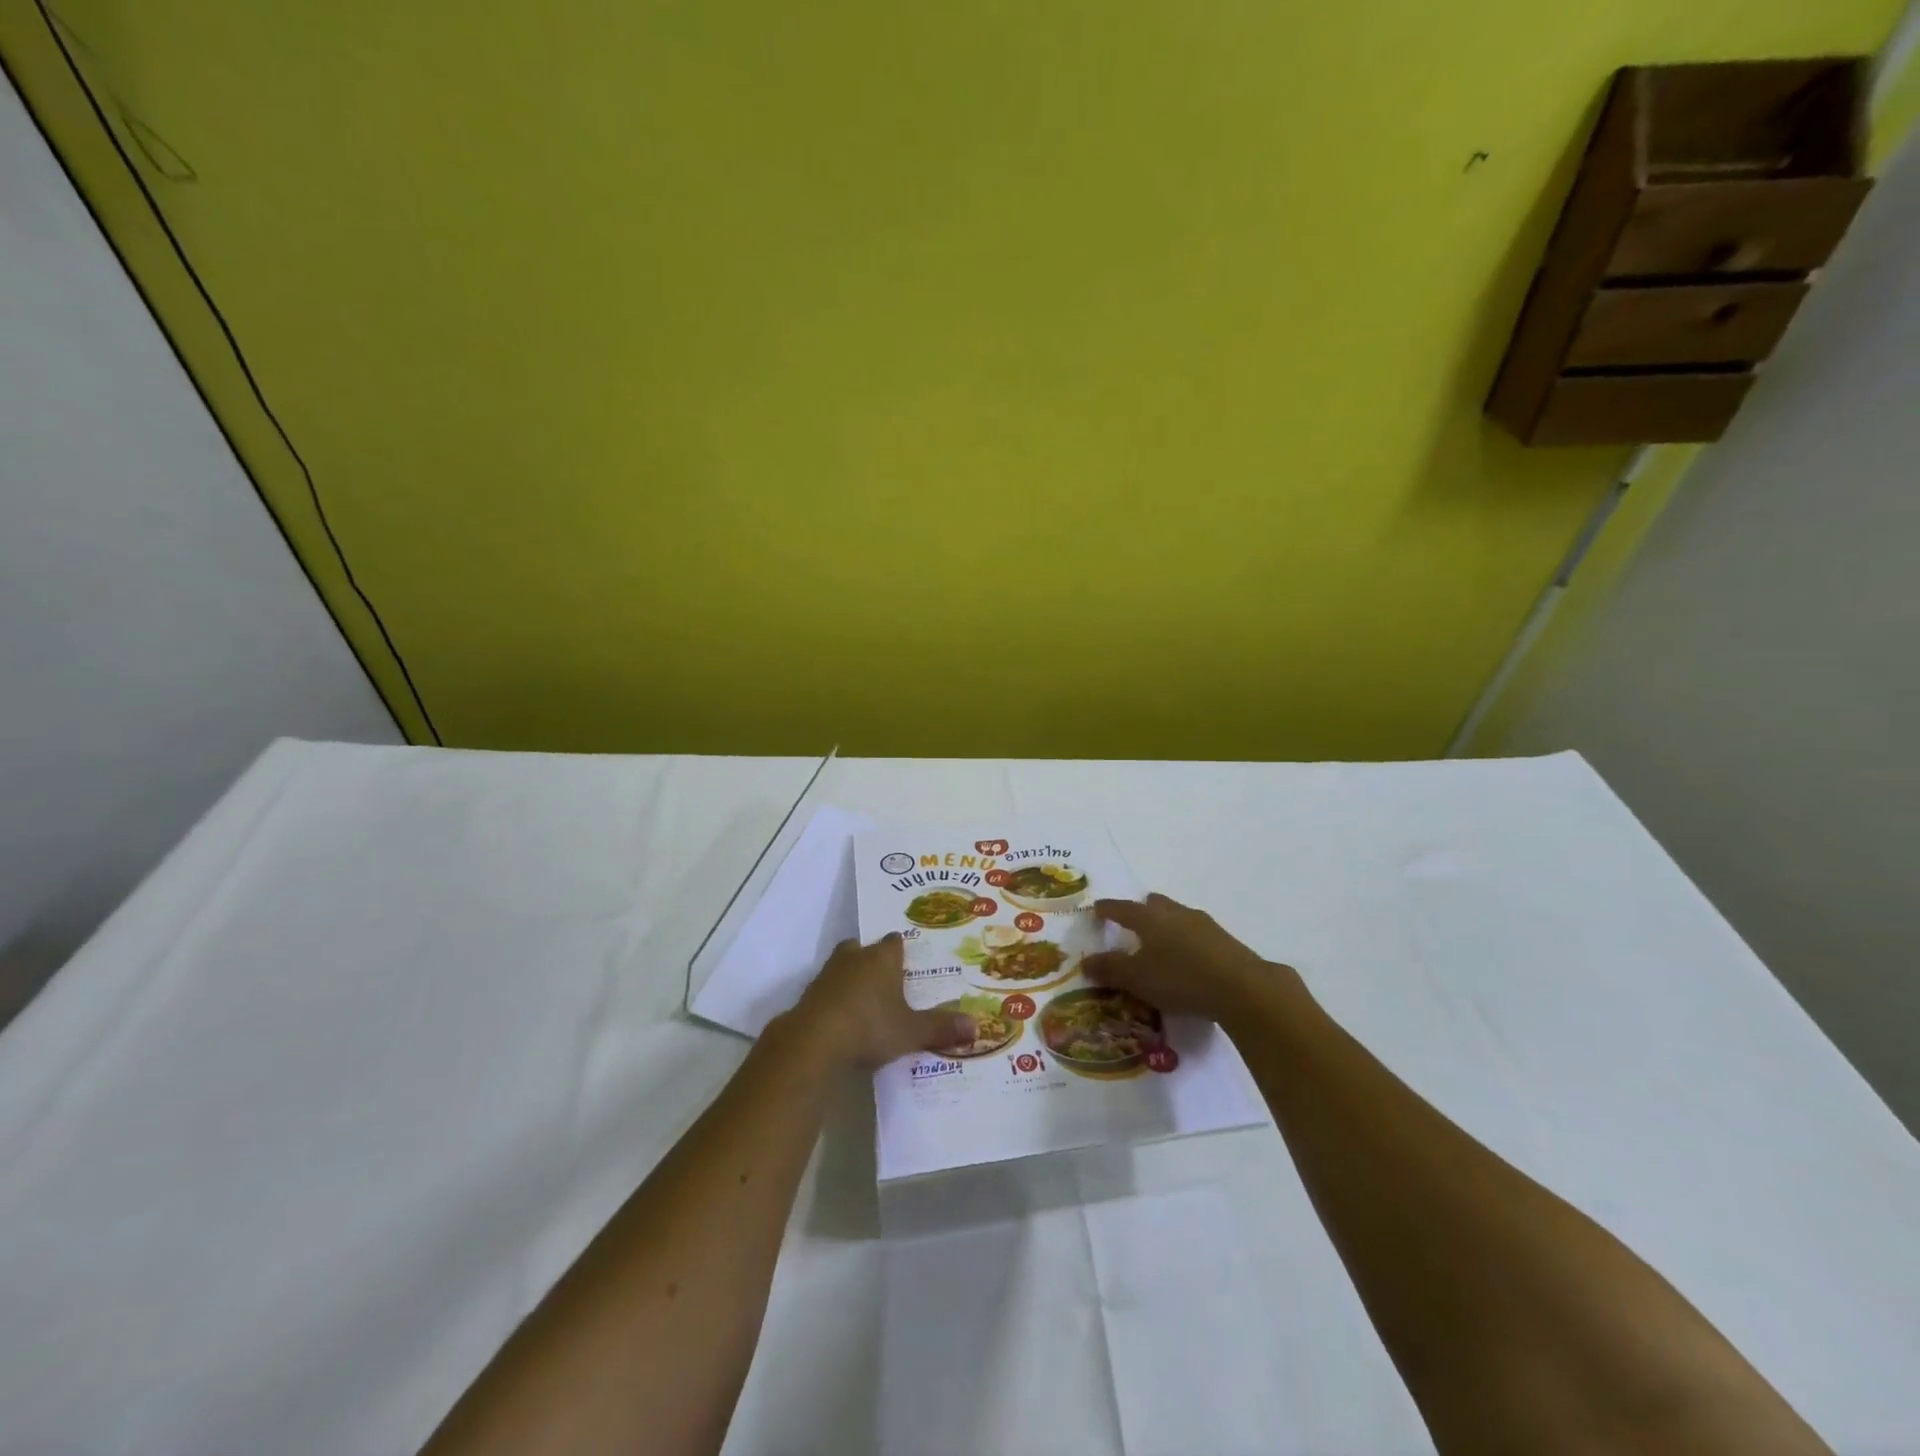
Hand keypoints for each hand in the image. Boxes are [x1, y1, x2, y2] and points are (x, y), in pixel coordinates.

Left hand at [787, 934, 975, 1068]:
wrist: (813, 1042)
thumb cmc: (869, 1027)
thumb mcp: (911, 1032)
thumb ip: (941, 1028)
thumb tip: (977, 1026)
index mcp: (882, 958)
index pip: (895, 942)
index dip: (902, 949)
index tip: (909, 958)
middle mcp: (854, 958)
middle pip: (863, 948)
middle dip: (872, 957)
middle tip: (887, 976)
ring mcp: (827, 975)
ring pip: (842, 966)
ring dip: (852, 977)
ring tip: (866, 997)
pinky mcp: (809, 996)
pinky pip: (827, 990)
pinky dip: (835, 998)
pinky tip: (844, 1017)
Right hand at [1081, 893, 1301, 1023]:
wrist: (1242, 988)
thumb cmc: (1180, 978)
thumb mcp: (1137, 978)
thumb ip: (1110, 969)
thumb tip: (1086, 961)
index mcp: (1149, 918)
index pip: (1121, 908)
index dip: (1107, 909)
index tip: (1096, 909)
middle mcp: (1175, 913)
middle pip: (1154, 904)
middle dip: (1141, 910)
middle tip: (1132, 922)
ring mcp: (1204, 924)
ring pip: (1178, 916)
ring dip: (1166, 925)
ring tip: (1160, 942)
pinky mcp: (1225, 941)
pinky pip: (1196, 933)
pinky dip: (1186, 941)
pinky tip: (1188, 959)